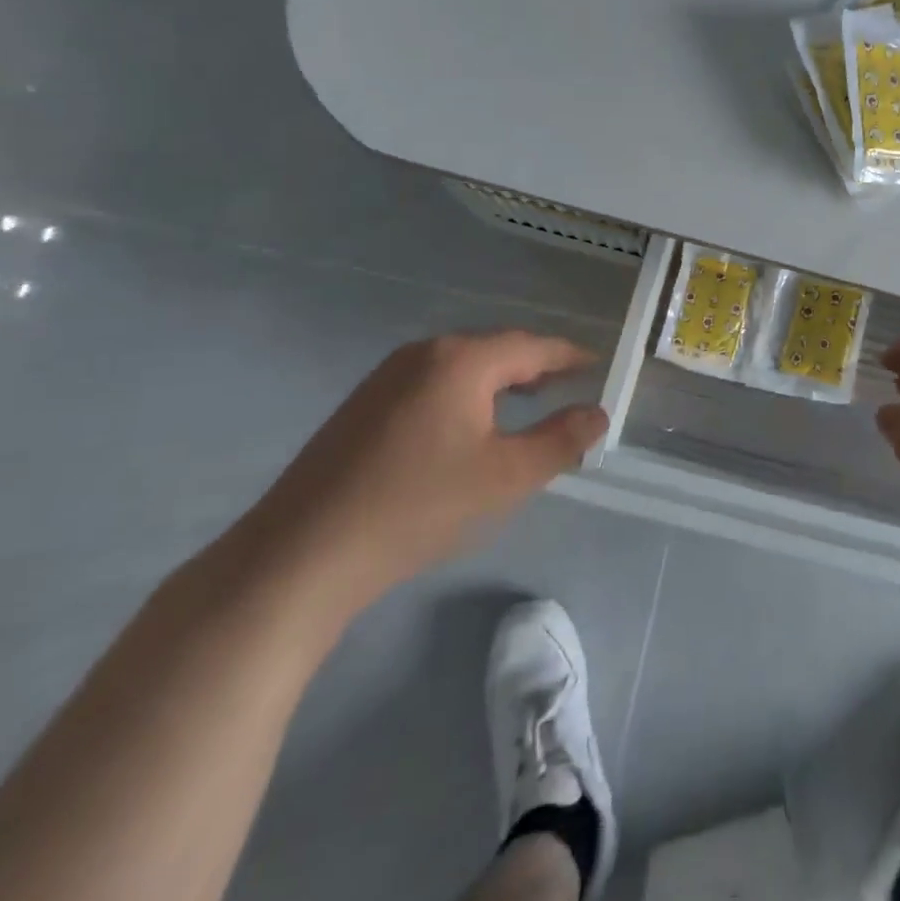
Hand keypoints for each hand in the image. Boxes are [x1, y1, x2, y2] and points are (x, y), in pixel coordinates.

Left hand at [231, 332, 606, 626]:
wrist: (301, 555)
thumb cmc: (418, 506)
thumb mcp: (507, 477)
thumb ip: (561, 440)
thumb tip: (598, 413)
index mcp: (461, 360)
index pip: (531, 345)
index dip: (569, 356)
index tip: (597, 365)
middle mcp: (423, 354)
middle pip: (495, 349)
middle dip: (535, 365)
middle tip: (567, 385)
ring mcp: (386, 377)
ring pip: (461, 366)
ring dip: (500, 380)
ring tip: (526, 402)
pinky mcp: (363, 405)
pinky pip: (432, 382)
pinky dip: (466, 393)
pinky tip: (468, 426)